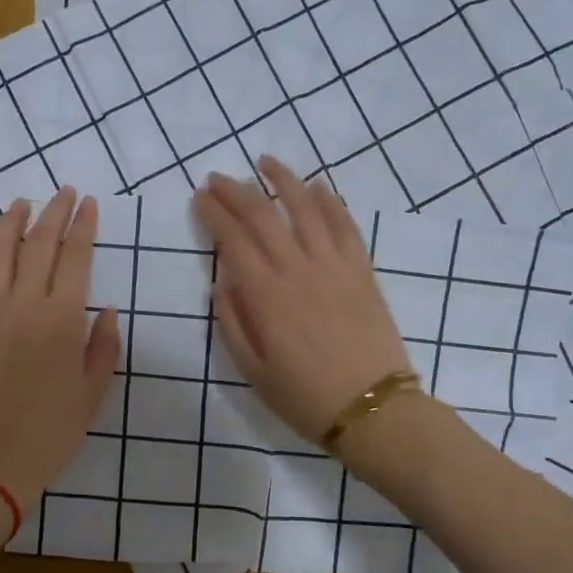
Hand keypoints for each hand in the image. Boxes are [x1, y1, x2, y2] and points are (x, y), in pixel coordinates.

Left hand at [0, 189, 120, 509]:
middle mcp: (24, 305)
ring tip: (22, 203)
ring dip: (11, 224)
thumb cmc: (51, 432)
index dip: (83, 226)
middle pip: (38, 245)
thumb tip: (104, 311)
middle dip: (54, 214)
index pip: (75, 257)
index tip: (89, 204)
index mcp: (62, 319)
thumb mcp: (93, 393)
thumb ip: (102, 347)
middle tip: (64, 192)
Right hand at [192, 159, 413, 447]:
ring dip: (283, 180)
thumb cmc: (305, 398)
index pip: (233, 240)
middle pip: (263, 216)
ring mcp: (335, 266)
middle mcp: (298, 270)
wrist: (374, 409)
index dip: (213, 214)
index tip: (199, 198)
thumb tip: (221, 284)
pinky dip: (330, 201)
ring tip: (265, 162)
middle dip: (236, 191)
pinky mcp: (362, 271)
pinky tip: (317, 187)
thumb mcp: (253, 372)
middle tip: (218, 178)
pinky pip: (345, 225)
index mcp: (266, 297)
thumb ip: (232, 324)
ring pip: (306, 208)